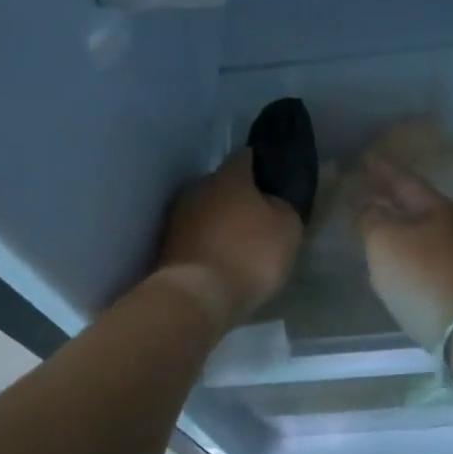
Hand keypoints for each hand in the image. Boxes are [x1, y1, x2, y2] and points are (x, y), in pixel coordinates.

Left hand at [156, 148, 303, 330]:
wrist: (196, 297)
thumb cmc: (249, 255)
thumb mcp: (287, 229)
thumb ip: (282, 206)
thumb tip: (271, 200)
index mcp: (228, 176)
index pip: (244, 157)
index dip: (259, 166)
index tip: (271, 181)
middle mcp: (197, 187)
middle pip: (221, 185)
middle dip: (237, 197)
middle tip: (256, 217)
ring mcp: (176, 216)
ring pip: (204, 211)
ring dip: (218, 222)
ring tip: (237, 244)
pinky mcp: (165, 245)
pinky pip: (193, 237)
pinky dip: (205, 244)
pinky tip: (219, 261)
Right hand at [350, 155, 452, 350]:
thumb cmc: (423, 275)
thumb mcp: (385, 239)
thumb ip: (370, 217)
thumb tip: (365, 207)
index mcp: (435, 207)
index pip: (404, 179)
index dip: (382, 169)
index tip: (364, 159)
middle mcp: (450, 225)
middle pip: (413, 203)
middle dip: (387, 195)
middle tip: (362, 187)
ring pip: (417, 229)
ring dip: (393, 222)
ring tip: (370, 220)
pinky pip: (420, 253)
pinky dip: (400, 247)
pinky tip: (388, 257)